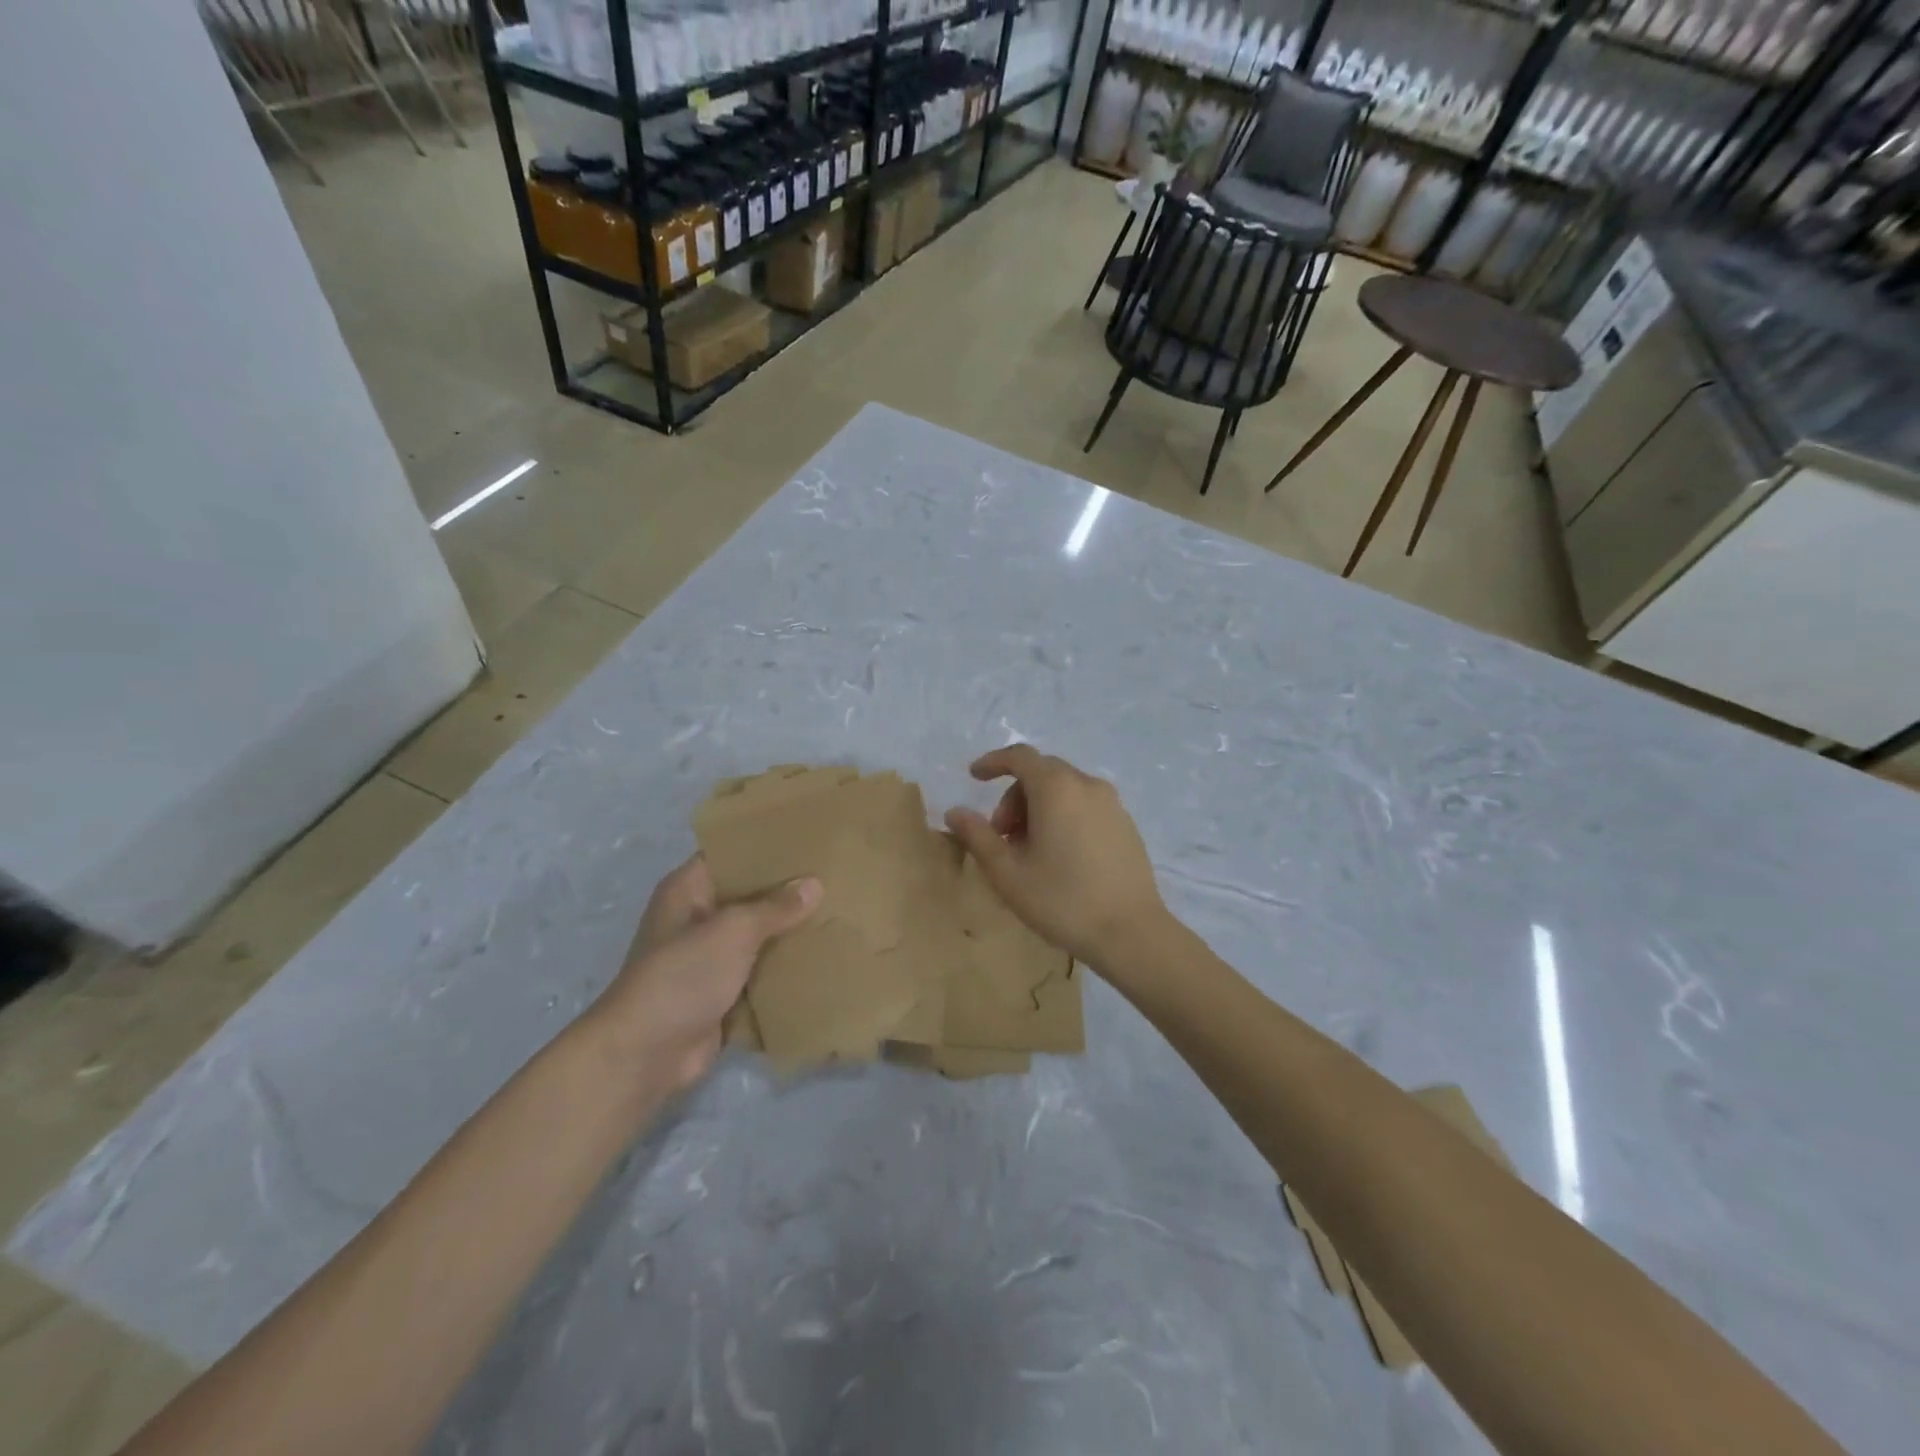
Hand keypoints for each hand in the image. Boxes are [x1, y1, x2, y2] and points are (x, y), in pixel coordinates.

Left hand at [589, 856, 820, 1096]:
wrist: (646, 1054)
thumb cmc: (683, 976)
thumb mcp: (733, 931)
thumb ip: (776, 907)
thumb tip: (815, 884)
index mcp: (688, 889)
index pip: (732, 853)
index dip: (767, 846)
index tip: (809, 839)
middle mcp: (697, 917)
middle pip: (748, 894)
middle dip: (786, 890)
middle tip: (834, 875)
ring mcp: (708, 957)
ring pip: (757, 934)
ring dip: (788, 930)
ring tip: (836, 911)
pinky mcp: (722, 991)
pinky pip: (760, 970)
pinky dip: (783, 967)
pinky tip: (821, 955)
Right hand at [943, 745, 1167, 968]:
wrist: (1131, 933)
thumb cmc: (1062, 900)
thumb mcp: (1007, 873)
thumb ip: (978, 836)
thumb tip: (955, 812)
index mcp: (1056, 788)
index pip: (1020, 757)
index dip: (993, 762)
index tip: (974, 777)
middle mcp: (1087, 785)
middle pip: (1042, 772)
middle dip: (1014, 795)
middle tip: (1002, 835)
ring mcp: (1112, 804)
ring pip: (1065, 789)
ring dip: (1039, 807)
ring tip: (1030, 850)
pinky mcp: (1126, 824)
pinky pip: (1086, 805)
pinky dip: (1064, 815)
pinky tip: (1060, 856)